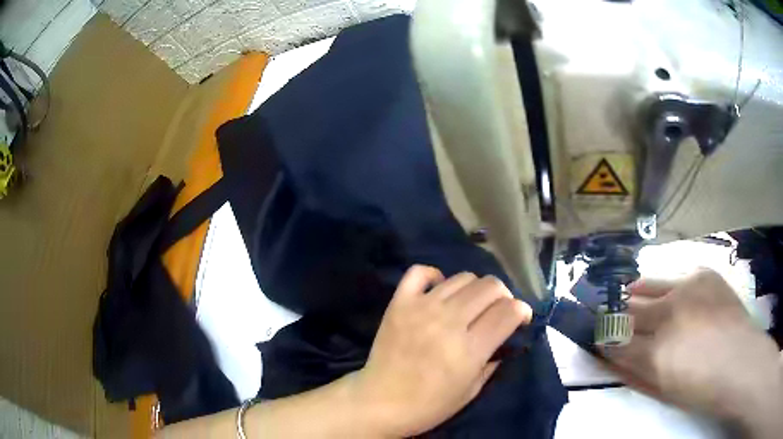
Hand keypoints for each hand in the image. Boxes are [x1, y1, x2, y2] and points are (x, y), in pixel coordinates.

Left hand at [350, 265, 531, 436]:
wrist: (380, 402)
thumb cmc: (429, 405)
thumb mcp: (471, 391)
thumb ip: (493, 361)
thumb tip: (505, 337)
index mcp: (469, 349)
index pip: (509, 311)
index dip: (522, 311)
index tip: (521, 318)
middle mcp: (448, 322)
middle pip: (490, 287)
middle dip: (503, 296)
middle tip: (498, 311)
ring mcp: (422, 308)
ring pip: (463, 277)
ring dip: (476, 288)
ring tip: (470, 304)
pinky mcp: (399, 303)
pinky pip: (420, 272)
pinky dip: (435, 276)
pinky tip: (439, 291)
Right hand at [604, 268, 782, 436]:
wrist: (739, 361)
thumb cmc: (699, 386)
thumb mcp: (661, 388)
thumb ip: (634, 369)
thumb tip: (611, 353)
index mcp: (655, 353)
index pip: (616, 342)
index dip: (603, 339)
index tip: (595, 336)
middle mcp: (667, 315)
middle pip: (629, 309)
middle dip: (615, 314)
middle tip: (606, 313)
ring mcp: (687, 288)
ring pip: (649, 284)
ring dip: (636, 292)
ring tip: (628, 293)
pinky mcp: (703, 274)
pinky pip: (676, 275)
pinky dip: (667, 285)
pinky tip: (670, 293)